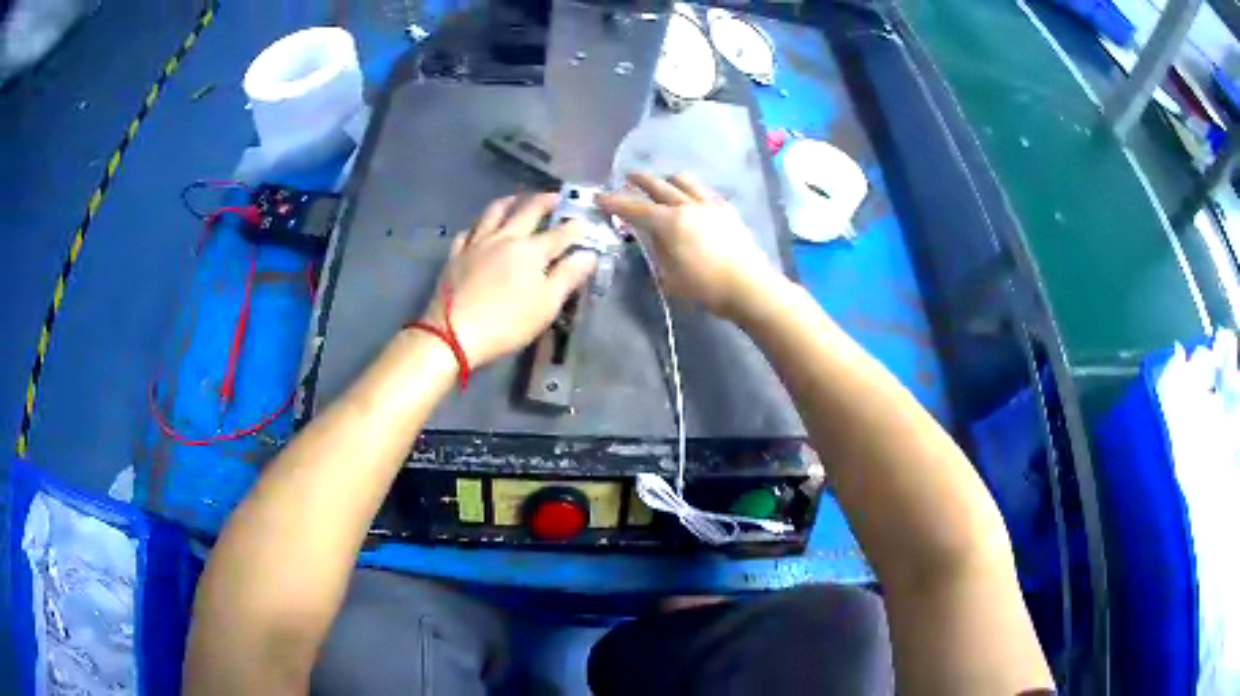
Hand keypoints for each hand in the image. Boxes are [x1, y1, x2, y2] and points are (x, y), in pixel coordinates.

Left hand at [419, 194, 596, 366]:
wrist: (453, 333)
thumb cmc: (507, 323)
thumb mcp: (546, 305)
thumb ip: (568, 276)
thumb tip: (588, 254)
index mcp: (531, 250)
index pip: (560, 233)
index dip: (576, 227)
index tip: (586, 222)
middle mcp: (505, 237)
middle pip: (528, 210)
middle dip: (545, 201)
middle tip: (556, 197)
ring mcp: (477, 243)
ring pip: (494, 212)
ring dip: (510, 201)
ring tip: (517, 199)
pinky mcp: (456, 254)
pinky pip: (468, 231)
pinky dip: (478, 225)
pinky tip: (480, 228)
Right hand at [599, 173, 778, 319]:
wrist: (749, 287)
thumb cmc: (705, 288)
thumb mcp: (670, 277)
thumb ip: (658, 252)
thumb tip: (653, 236)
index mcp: (670, 222)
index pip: (635, 208)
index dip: (614, 202)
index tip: (599, 197)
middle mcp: (688, 205)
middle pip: (659, 185)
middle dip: (639, 181)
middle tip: (628, 178)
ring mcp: (710, 204)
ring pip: (684, 181)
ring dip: (667, 179)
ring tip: (662, 184)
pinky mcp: (727, 210)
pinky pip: (704, 190)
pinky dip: (690, 188)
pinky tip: (691, 196)